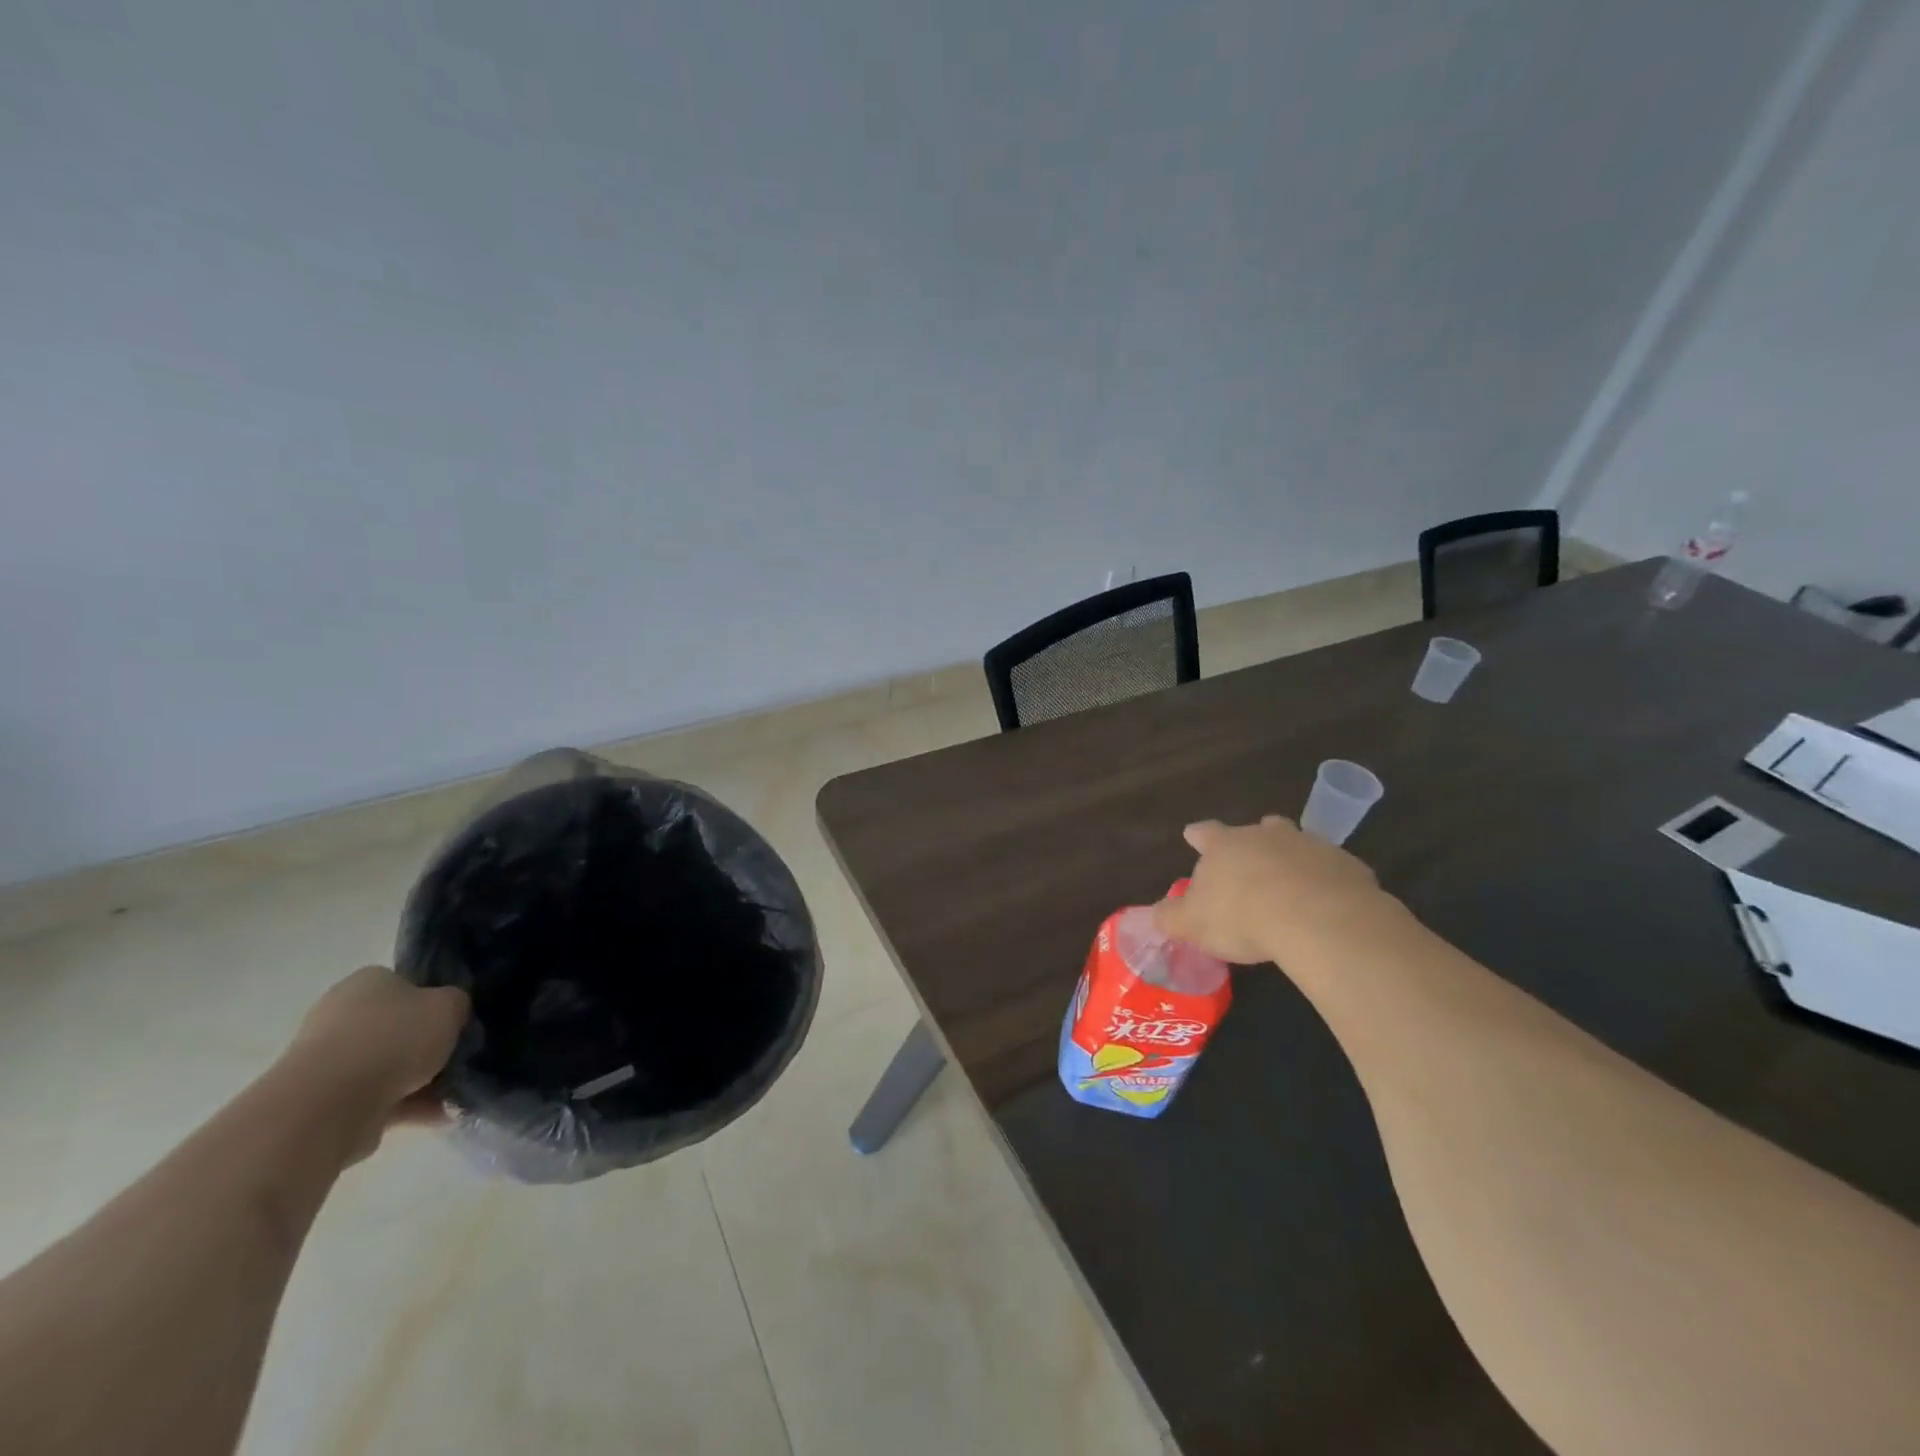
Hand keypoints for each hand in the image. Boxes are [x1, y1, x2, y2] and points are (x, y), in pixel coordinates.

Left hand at [283, 967, 469, 1143]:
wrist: (329, 1104)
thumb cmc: (395, 1038)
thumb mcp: (450, 1006)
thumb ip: (456, 1004)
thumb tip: (451, 1013)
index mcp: (367, 982)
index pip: (406, 985)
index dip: (434, 1002)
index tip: (455, 1021)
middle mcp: (340, 1015)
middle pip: (396, 1028)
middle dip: (425, 1046)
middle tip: (456, 1057)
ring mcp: (328, 1061)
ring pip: (387, 1067)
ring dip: (419, 1081)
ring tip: (453, 1094)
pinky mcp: (324, 1102)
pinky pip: (377, 1099)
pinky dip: (406, 1107)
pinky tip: (438, 1115)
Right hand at [1154, 815, 1394, 964]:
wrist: (1316, 918)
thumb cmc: (1241, 916)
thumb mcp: (1193, 924)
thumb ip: (1171, 917)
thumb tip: (1153, 914)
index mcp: (1224, 846)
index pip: (1206, 833)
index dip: (1198, 836)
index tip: (1192, 835)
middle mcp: (1265, 836)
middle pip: (1258, 829)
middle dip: (1254, 840)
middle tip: (1252, 857)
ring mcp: (1309, 846)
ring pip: (1298, 843)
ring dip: (1292, 857)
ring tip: (1292, 879)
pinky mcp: (1346, 865)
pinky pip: (1332, 870)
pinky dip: (1326, 881)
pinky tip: (1327, 904)